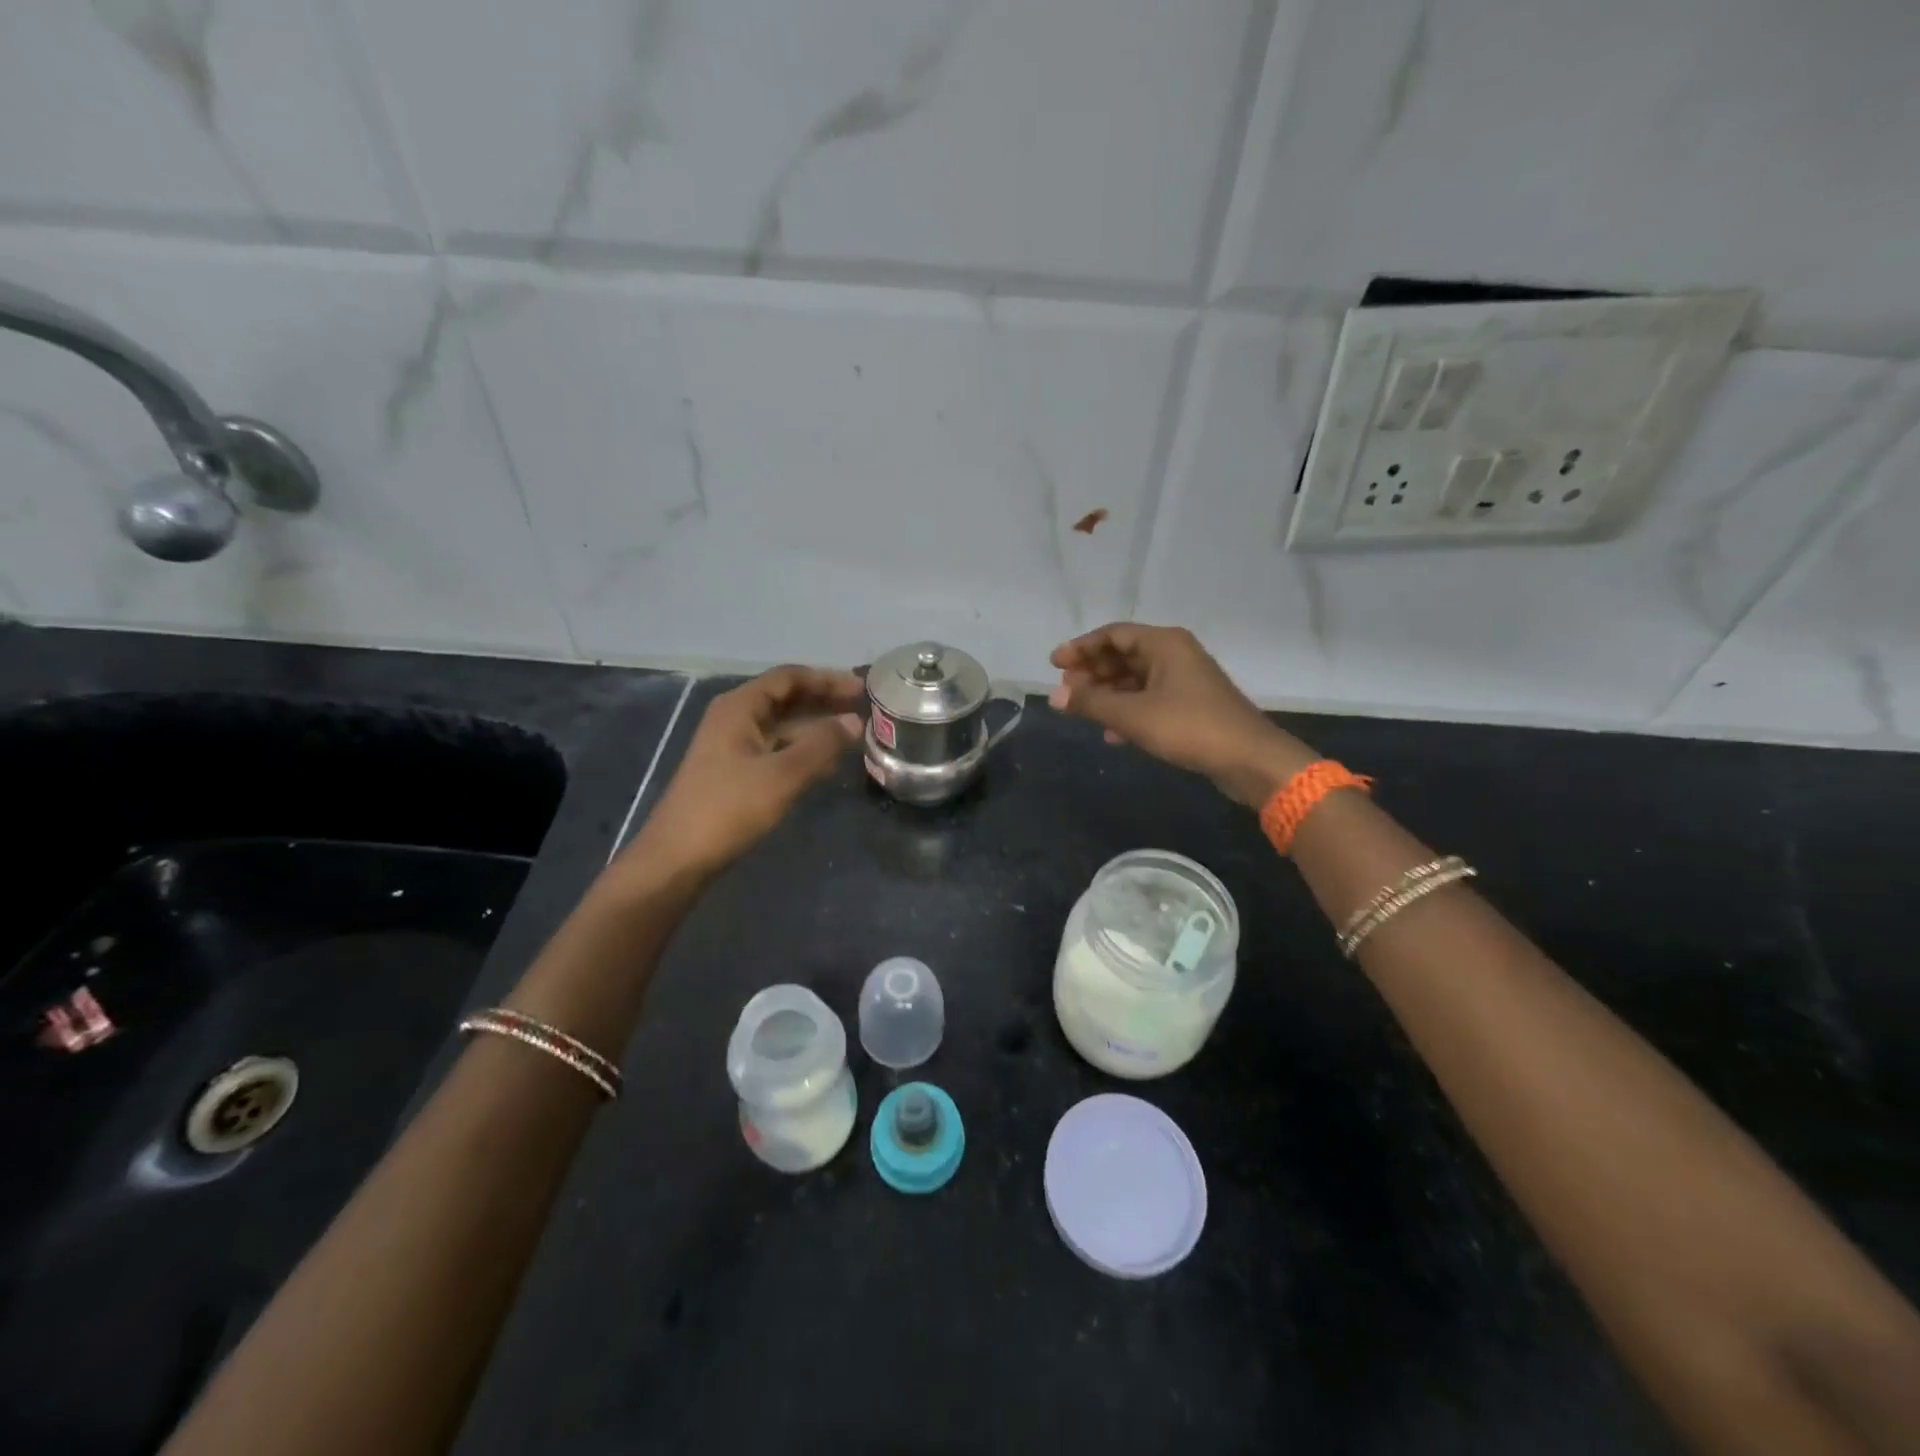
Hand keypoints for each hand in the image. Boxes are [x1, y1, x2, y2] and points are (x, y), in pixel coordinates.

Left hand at [624, 666, 863, 879]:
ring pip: (782, 726)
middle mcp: (734, 718)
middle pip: (785, 698)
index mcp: (739, 707)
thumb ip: (822, 744)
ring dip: (816, 728)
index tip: (861, 689)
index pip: (789, 677)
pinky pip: (776, 750)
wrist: (678, 858)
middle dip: (823, 701)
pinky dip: (802, 751)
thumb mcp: (783, 774)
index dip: (826, 679)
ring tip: (853, 736)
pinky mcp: (734, 772)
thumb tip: (855, 721)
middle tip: (863, 708)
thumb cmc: (729, 808)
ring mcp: (732, 746)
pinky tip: (827, 765)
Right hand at [1049, 623, 1316, 806]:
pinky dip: (1127, 711)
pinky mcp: (1190, 706)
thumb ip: (1091, 704)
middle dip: (1092, 672)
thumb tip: (1053, 696)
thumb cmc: (1189, 727)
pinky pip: (1148, 699)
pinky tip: (1111, 734)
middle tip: (1066, 691)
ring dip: (1107, 694)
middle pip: (1123, 655)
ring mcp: (1184, 680)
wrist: (1249, 759)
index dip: (1081, 647)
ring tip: (1081, 711)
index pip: (1113, 634)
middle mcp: (1174, 654)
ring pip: (1135, 679)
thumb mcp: (1133, 715)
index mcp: (1164, 644)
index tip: (1054, 664)